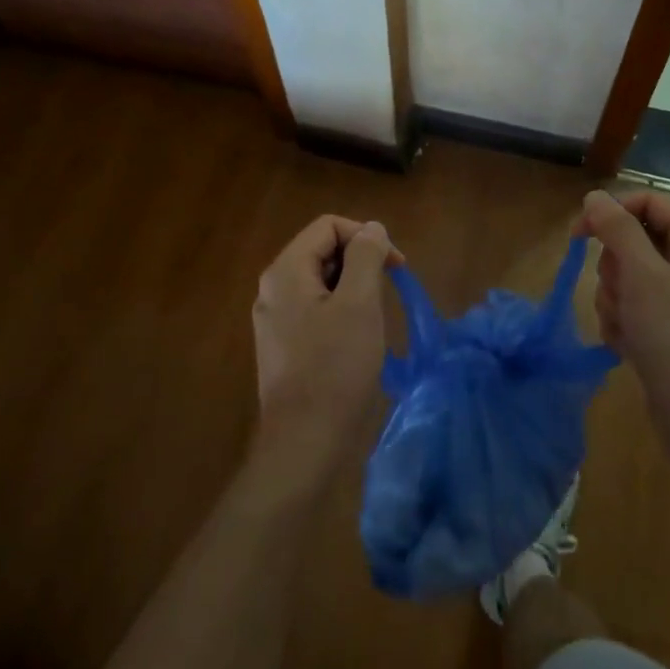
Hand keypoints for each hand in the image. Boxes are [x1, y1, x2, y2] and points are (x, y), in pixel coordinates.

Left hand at [250, 215, 395, 490]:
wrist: (304, 442)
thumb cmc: (336, 368)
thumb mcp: (360, 303)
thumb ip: (366, 257)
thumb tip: (372, 228)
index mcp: (285, 271)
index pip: (328, 226)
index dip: (366, 236)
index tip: (396, 266)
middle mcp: (273, 289)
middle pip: (322, 251)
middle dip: (360, 261)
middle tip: (388, 291)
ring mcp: (275, 319)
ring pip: (321, 282)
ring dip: (354, 287)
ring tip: (375, 317)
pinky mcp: (283, 345)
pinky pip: (315, 309)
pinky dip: (341, 310)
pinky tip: (358, 338)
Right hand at [580, 189, 669, 454]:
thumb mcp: (643, 276)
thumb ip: (617, 229)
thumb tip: (595, 196)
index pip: (649, 202)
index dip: (612, 211)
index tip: (578, 233)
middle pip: (633, 240)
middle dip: (615, 268)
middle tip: (622, 293)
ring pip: (626, 275)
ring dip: (614, 300)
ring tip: (627, 327)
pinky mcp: (666, 327)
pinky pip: (630, 306)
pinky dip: (621, 323)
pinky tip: (628, 346)